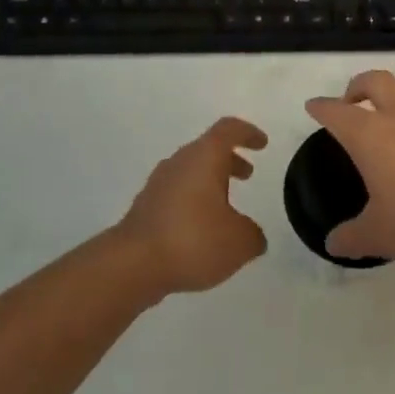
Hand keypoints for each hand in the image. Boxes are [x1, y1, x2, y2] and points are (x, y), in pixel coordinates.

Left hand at [116, 117, 268, 294]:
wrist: (133, 264)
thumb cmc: (193, 239)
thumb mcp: (239, 242)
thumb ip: (253, 234)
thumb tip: (252, 235)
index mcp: (204, 157)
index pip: (229, 130)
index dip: (248, 133)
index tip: (262, 143)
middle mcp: (179, 162)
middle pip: (208, 150)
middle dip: (230, 160)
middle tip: (247, 174)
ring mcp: (158, 184)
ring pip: (191, 173)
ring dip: (211, 183)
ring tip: (227, 209)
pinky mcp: (146, 208)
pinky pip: (177, 195)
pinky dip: (194, 203)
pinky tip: (202, 231)